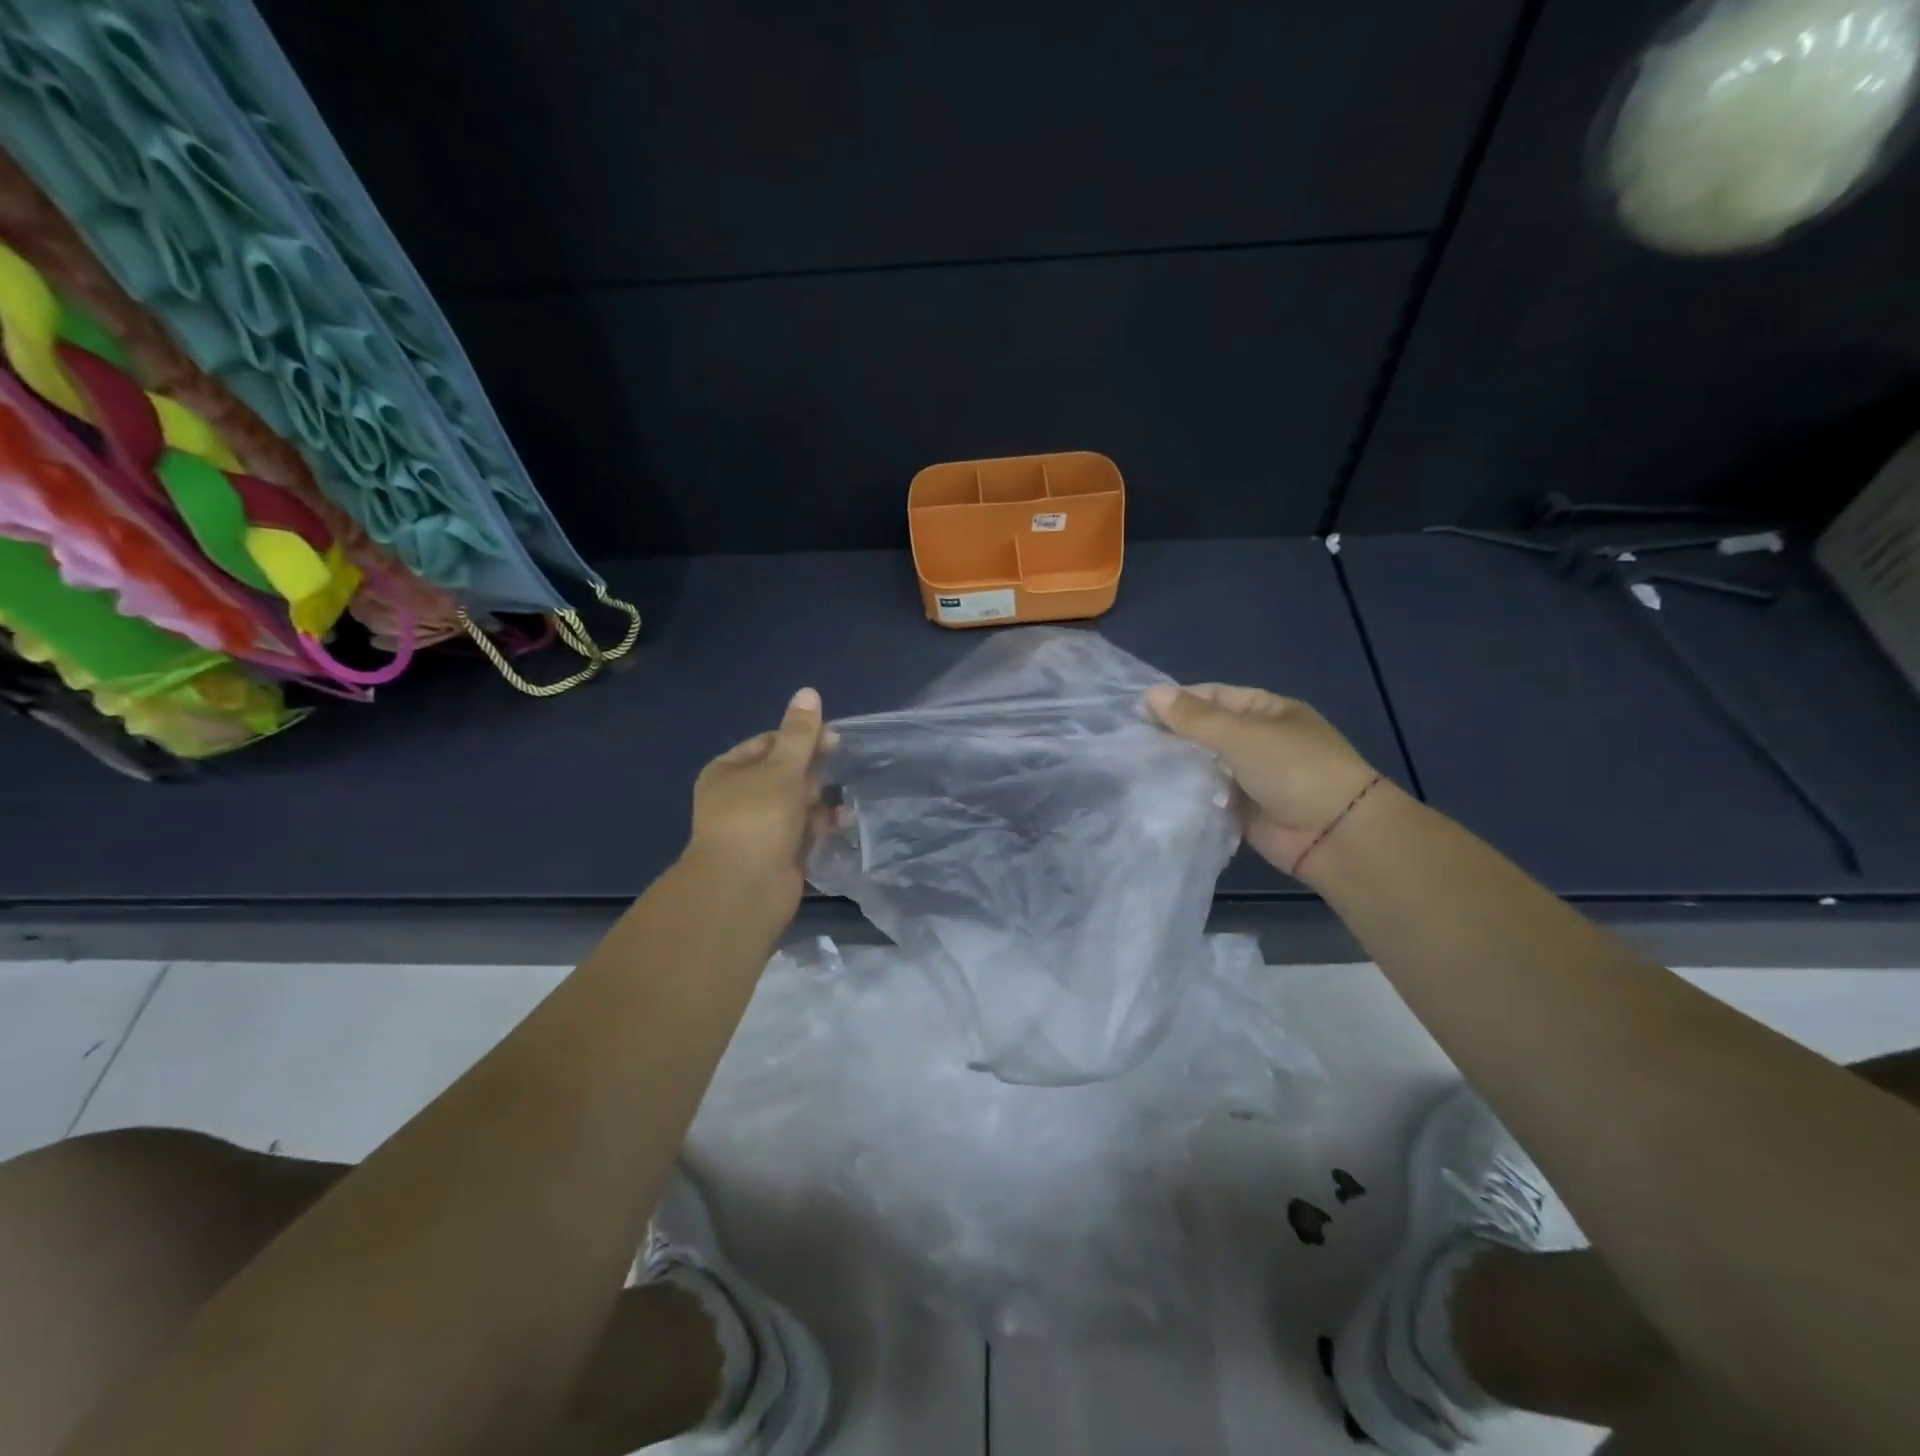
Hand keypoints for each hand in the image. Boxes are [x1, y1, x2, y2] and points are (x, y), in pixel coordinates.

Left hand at [687, 687, 836, 910]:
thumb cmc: (758, 818)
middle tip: (837, 770)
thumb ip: (800, 733)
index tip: (834, 740)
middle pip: (786, 774)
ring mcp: (759, 829)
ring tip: (844, 804)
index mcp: (729, 772)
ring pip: (798, 804)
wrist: (744, 889)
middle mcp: (740, 798)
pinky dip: (822, 827)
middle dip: (814, 773)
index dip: (801, 738)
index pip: (769, 743)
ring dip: (822, 801)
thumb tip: (808, 691)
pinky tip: (843, 824)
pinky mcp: (778, 855)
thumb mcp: (782, 768)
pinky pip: (805, 832)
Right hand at [1144, 684, 1377, 873]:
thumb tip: (1151, 694)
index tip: (1136, 712)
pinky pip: (1208, 796)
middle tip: (1130, 741)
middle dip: (1173, 735)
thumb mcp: (1242, 735)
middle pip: (1206, 731)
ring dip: (1178, 766)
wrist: (1335, 835)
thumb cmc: (1294, 770)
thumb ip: (1194, 718)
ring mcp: (1251, 777)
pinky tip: (1156, 793)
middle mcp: (1258, 740)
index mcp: (1266, 711)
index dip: (1177, 702)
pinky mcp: (1242, 810)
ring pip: (1204, 765)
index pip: (1213, 697)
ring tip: (1135, 766)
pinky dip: (1188, 795)